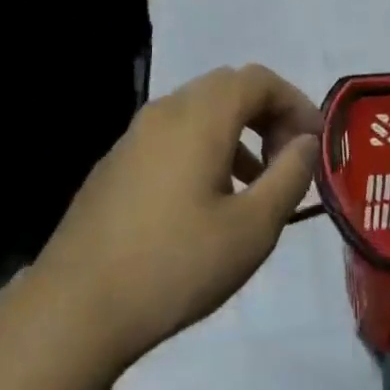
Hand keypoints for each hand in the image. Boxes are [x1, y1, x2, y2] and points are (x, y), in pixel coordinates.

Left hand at [31, 64, 320, 372]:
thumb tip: (305, 142)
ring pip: (198, 111)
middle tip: (288, 157)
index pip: (257, 80)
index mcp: (199, 117)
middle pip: (227, 88)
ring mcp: (134, 136)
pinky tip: (208, 200)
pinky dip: (204, 147)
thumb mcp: (252, 228)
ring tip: (255, 183)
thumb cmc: (175, 265)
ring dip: (236, 132)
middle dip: (267, 114)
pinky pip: (172, 135)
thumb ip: (289, 176)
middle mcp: (165, 112)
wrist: (74, 309)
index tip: (314, 142)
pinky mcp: (115, 164)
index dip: (294, 102)